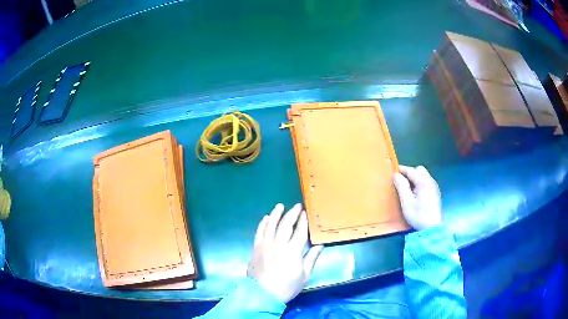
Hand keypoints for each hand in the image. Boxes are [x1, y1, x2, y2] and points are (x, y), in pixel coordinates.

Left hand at [247, 203, 323, 302]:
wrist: (262, 294)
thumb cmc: (286, 287)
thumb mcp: (304, 275)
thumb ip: (311, 258)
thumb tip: (320, 245)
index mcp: (293, 251)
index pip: (300, 231)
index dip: (303, 221)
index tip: (306, 213)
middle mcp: (279, 244)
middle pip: (286, 224)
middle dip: (292, 213)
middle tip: (297, 206)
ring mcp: (265, 245)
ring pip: (271, 224)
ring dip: (276, 214)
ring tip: (280, 206)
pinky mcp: (256, 248)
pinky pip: (259, 232)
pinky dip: (263, 223)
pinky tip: (266, 218)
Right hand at [393, 165, 441, 229]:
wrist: (432, 228)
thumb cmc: (418, 215)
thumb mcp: (406, 202)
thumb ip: (401, 186)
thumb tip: (396, 175)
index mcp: (423, 182)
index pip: (411, 170)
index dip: (402, 170)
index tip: (393, 171)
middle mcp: (430, 181)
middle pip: (420, 170)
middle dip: (410, 172)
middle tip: (401, 180)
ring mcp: (434, 187)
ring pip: (424, 175)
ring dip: (416, 177)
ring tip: (408, 187)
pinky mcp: (436, 193)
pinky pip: (427, 182)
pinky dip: (420, 182)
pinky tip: (416, 192)